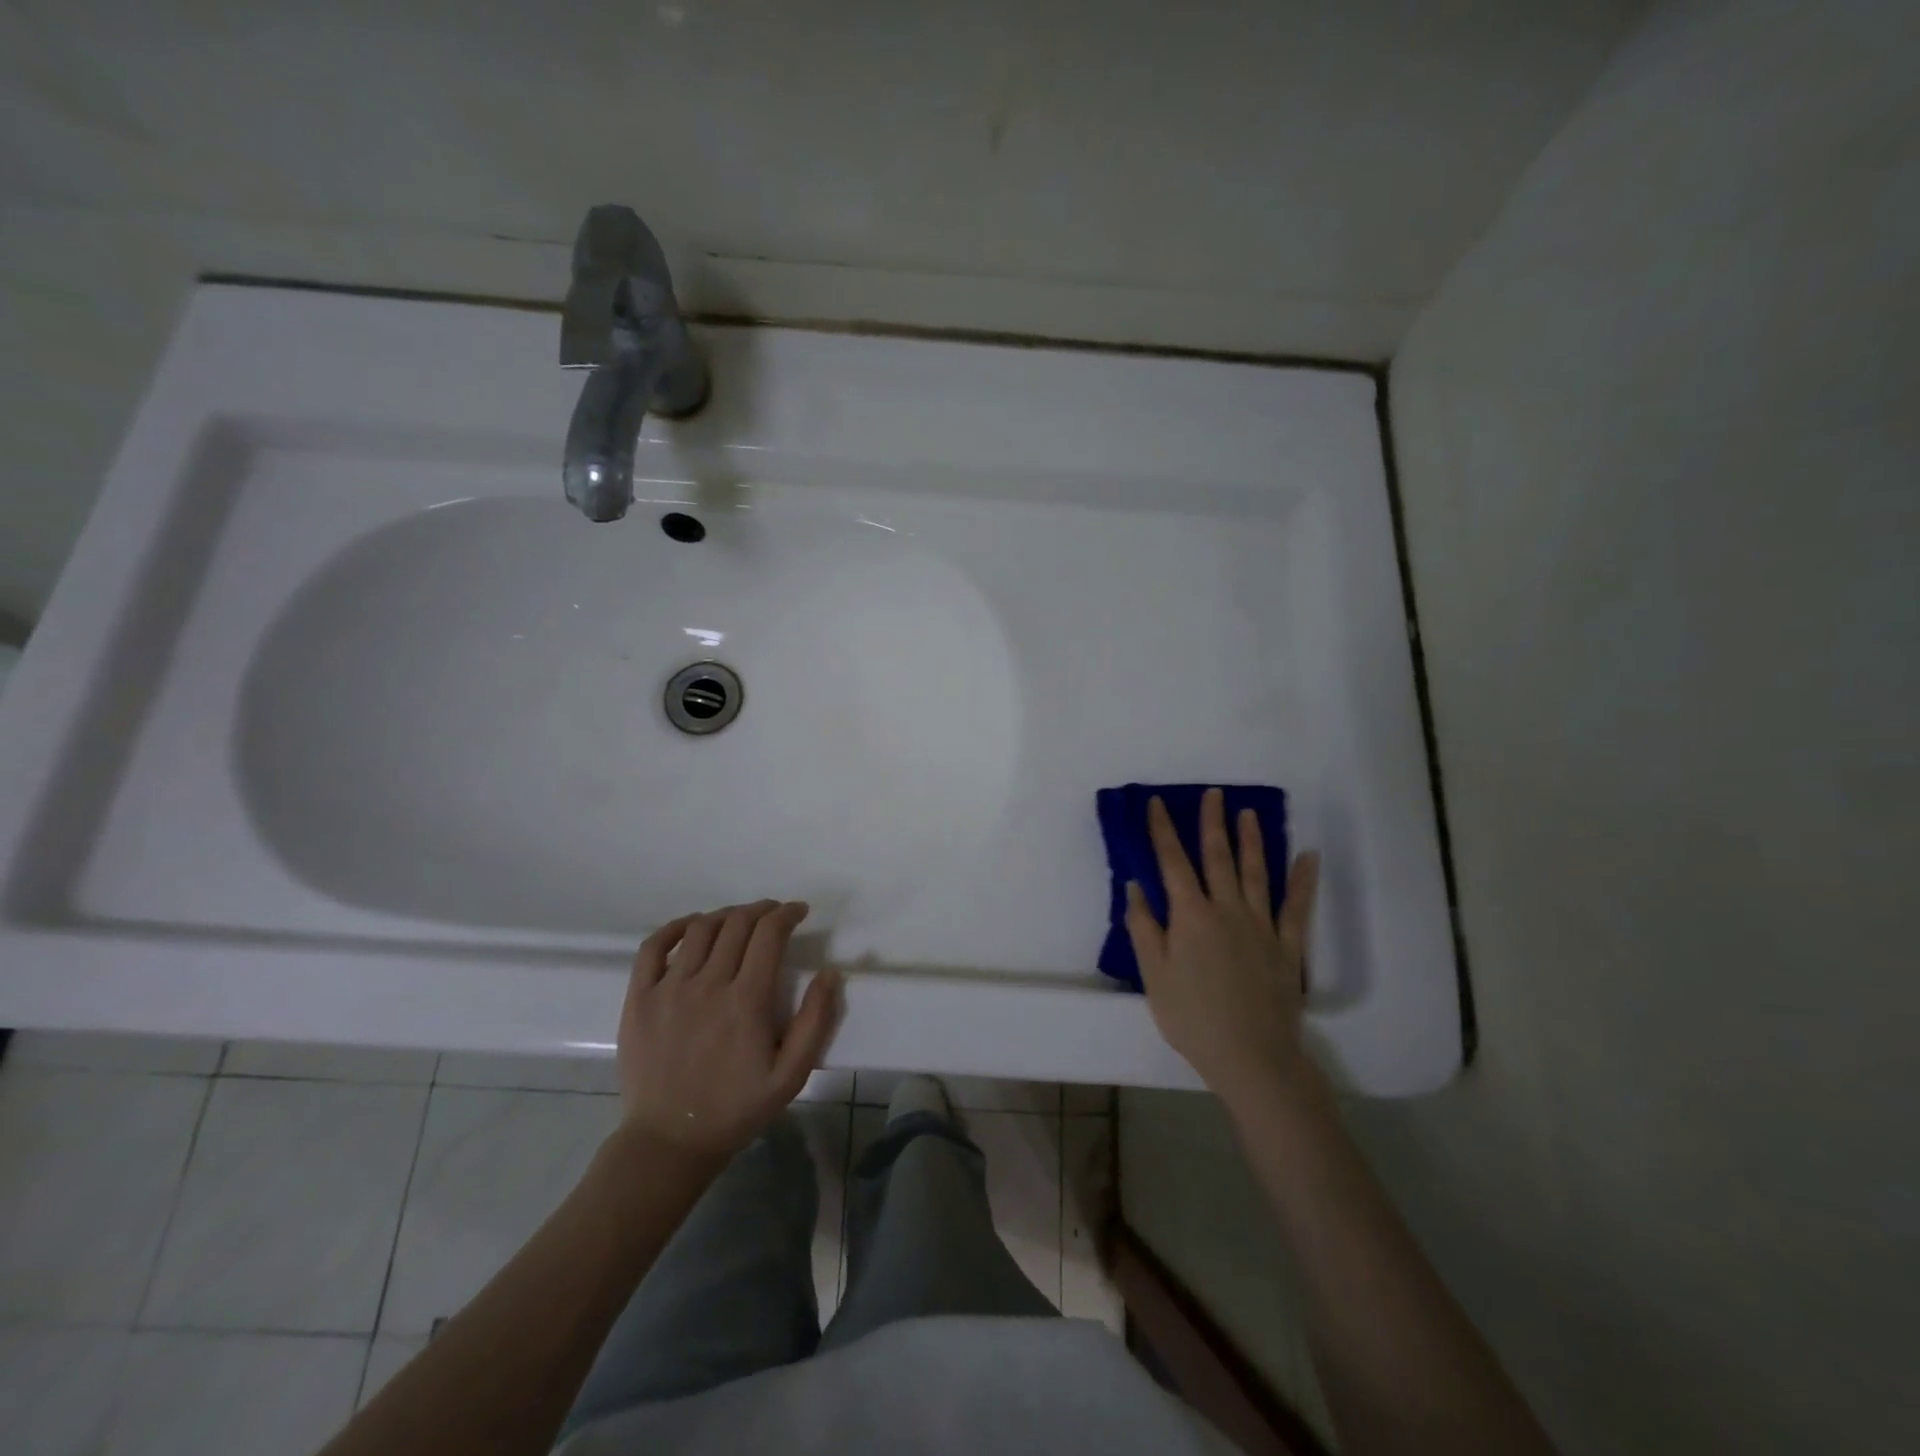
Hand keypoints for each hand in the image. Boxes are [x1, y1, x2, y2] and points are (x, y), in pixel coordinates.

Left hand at [617, 900, 842, 1159]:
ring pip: (700, 928)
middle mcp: (707, 984)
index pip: (769, 933)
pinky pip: (653, 946)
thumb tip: (830, 972)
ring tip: (739, 921)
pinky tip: (690, 927)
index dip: (787, 913)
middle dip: (761, 910)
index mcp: (746, 1000)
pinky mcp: (640, 998)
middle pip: (737, 923)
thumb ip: (816, 1021)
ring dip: (726, 915)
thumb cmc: (737, 1108)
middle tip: (774, 915)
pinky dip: (675, 927)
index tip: (799, 912)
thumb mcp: (791, 1074)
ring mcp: (669, 988)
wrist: (670, 1141)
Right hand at [1125, 789, 1320, 1108]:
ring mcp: (1261, 925)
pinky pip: (1296, 906)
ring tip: (1248, 813)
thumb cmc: (1192, 1018)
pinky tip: (1308, 856)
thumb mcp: (1153, 975)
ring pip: (1256, 872)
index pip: (1172, 862)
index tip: (1158, 804)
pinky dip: (1303, 880)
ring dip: (1251, 840)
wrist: (1252, 1056)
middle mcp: (1226, 909)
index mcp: (1190, 915)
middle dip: (1212, 823)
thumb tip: (1135, 886)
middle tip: (1213, 794)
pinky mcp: (1288, 945)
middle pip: (1217, 857)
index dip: (1163, 830)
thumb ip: (1143, 927)